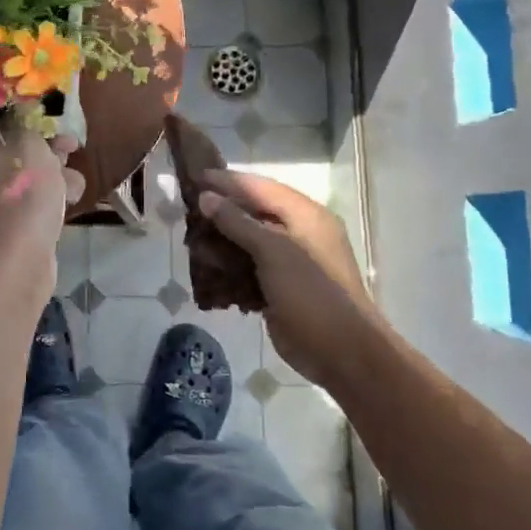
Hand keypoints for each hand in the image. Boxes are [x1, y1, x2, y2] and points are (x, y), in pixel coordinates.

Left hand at [0, 120, 84, 281]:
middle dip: (46, 147)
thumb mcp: (28, 142)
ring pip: (26, 176)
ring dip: (54, 174)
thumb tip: (18, 110)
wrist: (16, 259)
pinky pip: (30, 202)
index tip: (47, 118)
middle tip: (71, 147)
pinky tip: (69, 200)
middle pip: (12, 149)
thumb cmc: (20, 191)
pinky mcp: (6, 227)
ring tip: (73, 181)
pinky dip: (49, 199)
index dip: (22, 116)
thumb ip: (25, 121)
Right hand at [197, 169, 379, 386]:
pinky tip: (207, 267)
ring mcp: (292, 262)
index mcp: (306, 215)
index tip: (195, 177)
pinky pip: (251, 267)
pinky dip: (231, 266)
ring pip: (251, 240)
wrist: (342, 353)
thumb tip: (207, 197)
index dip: (229, 181)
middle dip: (223, 209)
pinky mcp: (282, 287)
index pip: (261, 187)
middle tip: (188, 206)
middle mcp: (300, 233)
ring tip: (192, 236)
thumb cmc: (311, 293)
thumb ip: (239, 222)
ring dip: (223, 239)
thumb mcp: (273, 251)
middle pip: (255, 212)